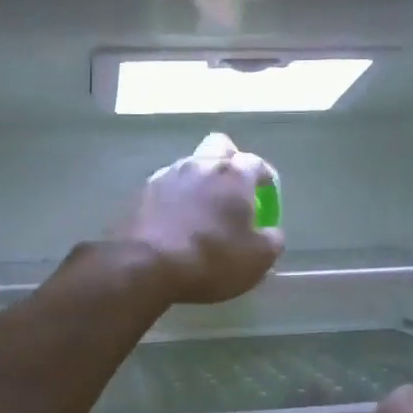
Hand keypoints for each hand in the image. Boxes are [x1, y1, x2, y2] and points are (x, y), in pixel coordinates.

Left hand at [124, 134, 283, 303]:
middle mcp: (200, 165)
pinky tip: (176, 220)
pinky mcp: (141, 193)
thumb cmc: (212, 259)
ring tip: (203, 207)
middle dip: (230, 160)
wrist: (146, 266)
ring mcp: (167, 175)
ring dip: (200, 180)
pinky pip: (166, 186)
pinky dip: (175, 197)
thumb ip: (271, 241)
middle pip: (219, 146)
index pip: (256, 162)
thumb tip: (271, 233)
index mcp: (234, 175)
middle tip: (234, 188)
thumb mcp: (257, 260)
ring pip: (189, 165)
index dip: (264, 176)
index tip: (267, 192)